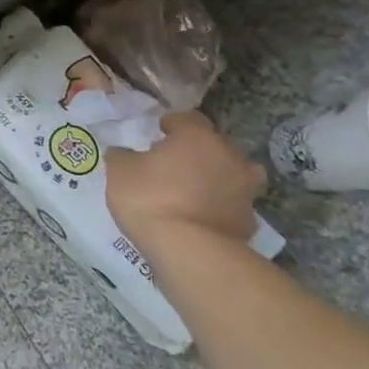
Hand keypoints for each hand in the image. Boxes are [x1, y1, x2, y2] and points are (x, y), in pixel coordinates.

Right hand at [106, 111, 264, 253]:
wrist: (190, 250)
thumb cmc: (150, 199)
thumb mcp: (119, 172)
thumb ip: (123, 156)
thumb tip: (125, 153)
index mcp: (197, 137)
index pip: (187, 118)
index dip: (171, 124)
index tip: (158, 133)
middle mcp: (228, 156)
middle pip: (215, 144)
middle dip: (197, 150)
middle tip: (174, 162)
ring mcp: (245, 189)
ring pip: (233, 173)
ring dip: (217, 176)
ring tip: (194, 189)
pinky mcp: (249, 220)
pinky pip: (232, 204)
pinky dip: (220, 206)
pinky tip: (201, 217)